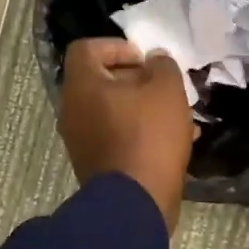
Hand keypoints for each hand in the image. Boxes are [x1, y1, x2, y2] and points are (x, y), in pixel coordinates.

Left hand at [60, 38, 194, 232]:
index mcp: (82, 85)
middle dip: (136, 79)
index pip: (87, 49)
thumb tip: (155, 60)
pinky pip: (116, 136)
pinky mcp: (95, 164)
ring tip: (176, 115)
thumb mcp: (167, 89)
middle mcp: (73, 110)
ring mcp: (80, 140)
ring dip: (142, 107)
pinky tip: (173, 142)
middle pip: (101, 81)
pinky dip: (139, 132)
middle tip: (165, 86)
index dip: (117, 46)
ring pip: (112, 111)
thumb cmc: (149, 135)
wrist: (136, 202)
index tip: (145, 59)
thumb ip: (162, 66)